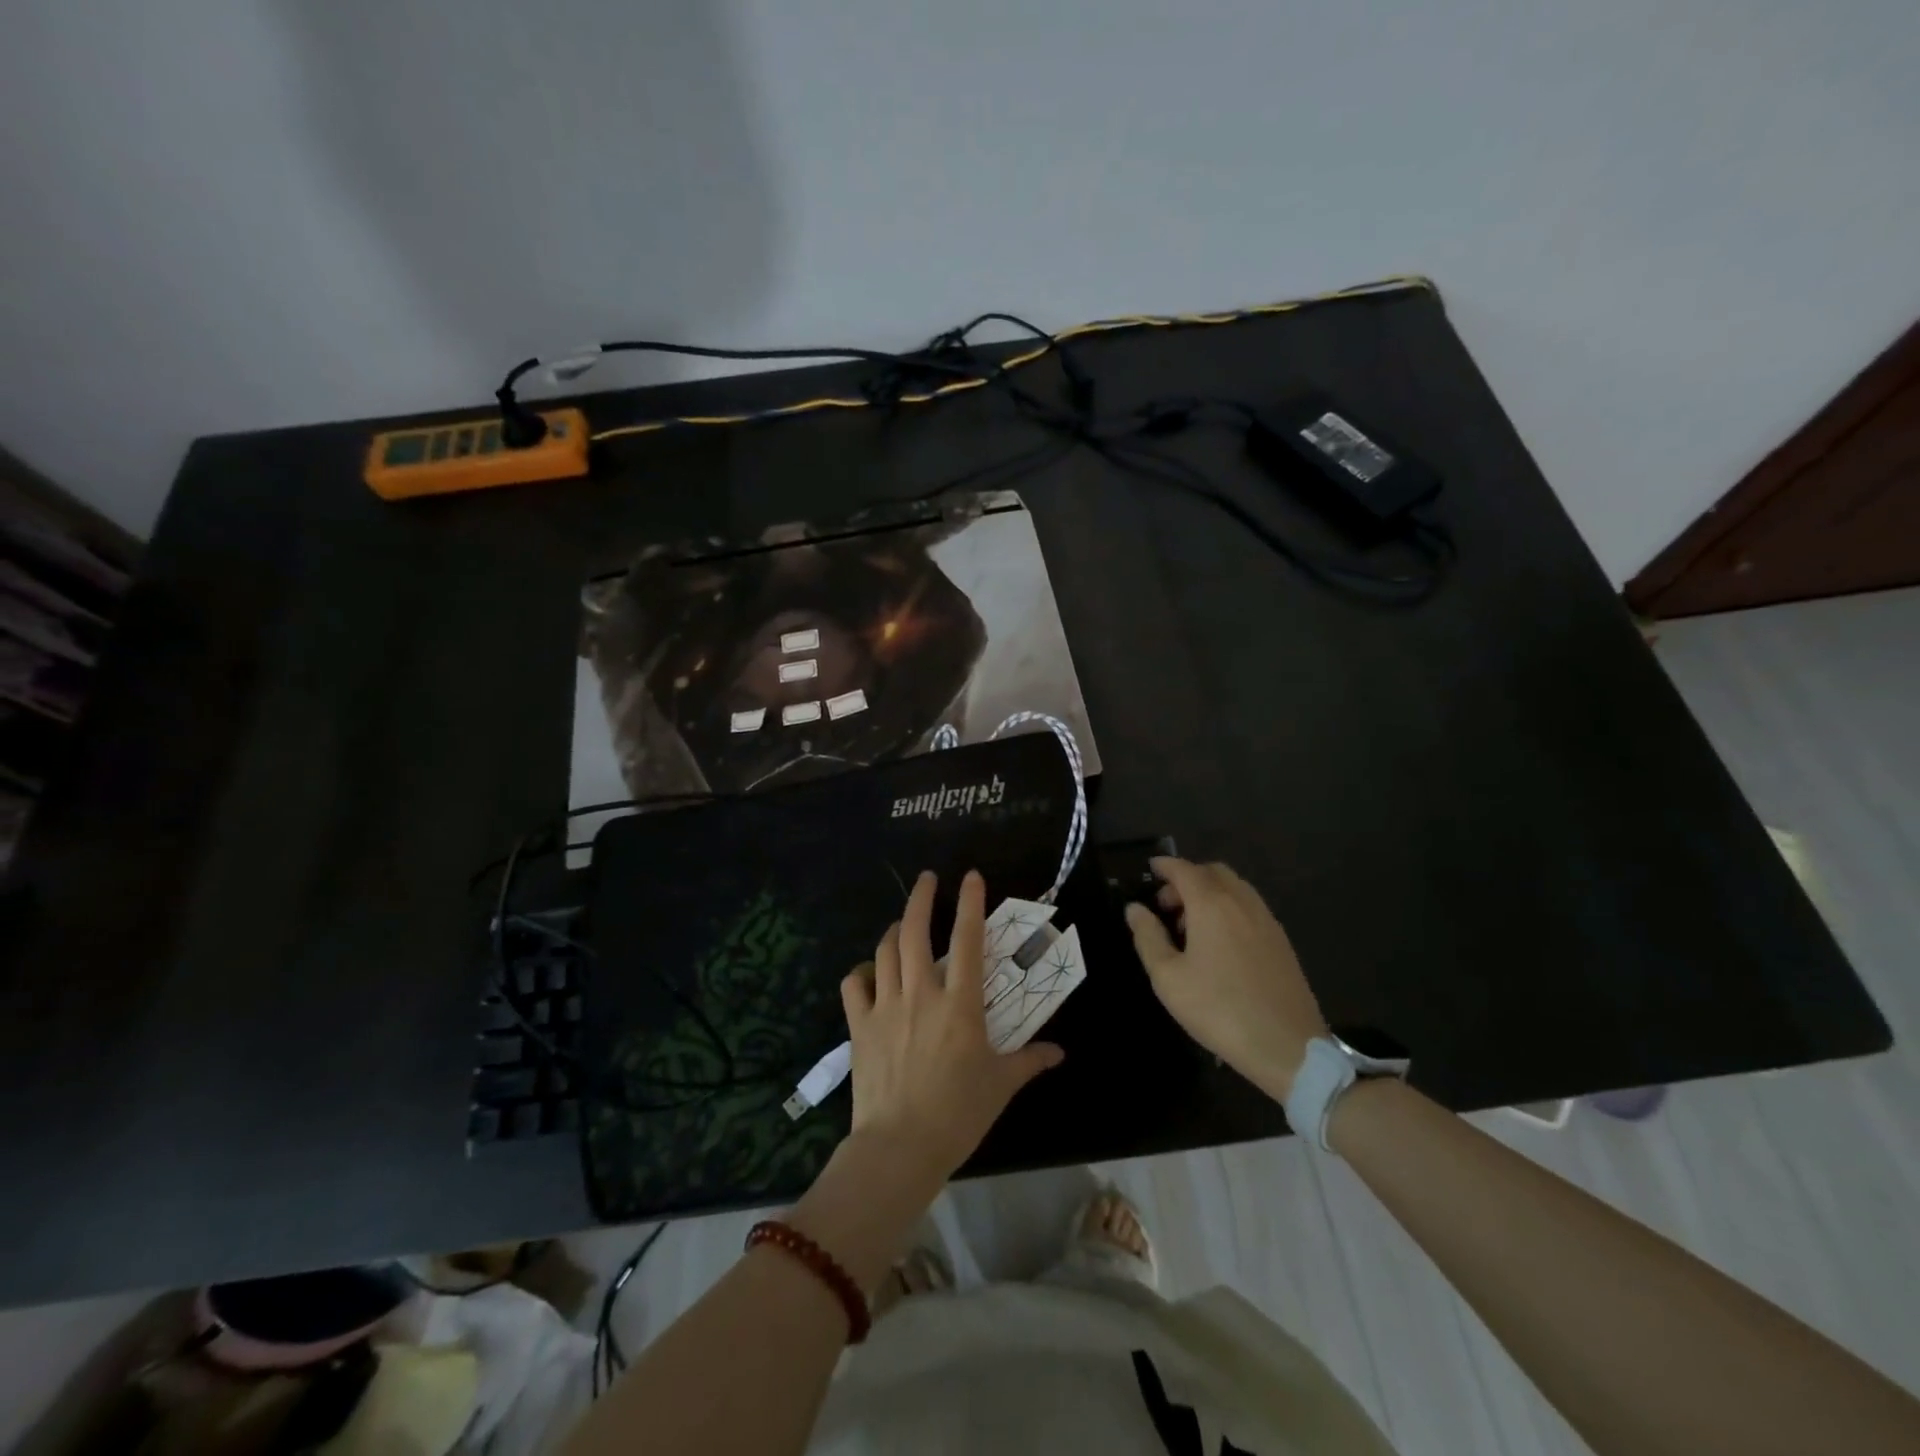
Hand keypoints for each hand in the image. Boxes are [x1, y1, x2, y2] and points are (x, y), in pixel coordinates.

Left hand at [840, 869, 1064, 1185]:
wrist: (900, 1147)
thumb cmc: (958, 1114)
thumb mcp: (1001, 1085)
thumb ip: (1029, 1061)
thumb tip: (1058, 1052)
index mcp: (960, 1004)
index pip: (967, 940)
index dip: (970, 903)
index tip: (971, 876)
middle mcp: (921, 993)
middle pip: (915, 931)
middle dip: (921, 897)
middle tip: (928, 879)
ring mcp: (885, 1006)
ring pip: (884, 951)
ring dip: (895, 930)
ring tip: (903, 923)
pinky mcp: (859, 1025)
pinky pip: (854, 984)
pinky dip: (861, 971)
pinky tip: (870, 972)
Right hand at [1125, 856, 1328, 1101]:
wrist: (1287, 1047)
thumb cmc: (1218, 1009)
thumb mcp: (1168, 978)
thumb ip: (1148, 937)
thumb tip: (1135, 909)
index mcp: (1212, 905)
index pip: (1185, 870)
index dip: (1165, 866)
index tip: (1150, 868)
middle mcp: (1242, 903)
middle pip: (1212, 872)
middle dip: (1187, 879)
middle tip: (1167, 906)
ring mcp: (1266, 920)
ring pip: (1235, 888)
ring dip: (1209, 893)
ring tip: (1191, 928)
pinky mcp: (1281, 941)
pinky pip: (1250, 907)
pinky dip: (1229, 908)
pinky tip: (1220, 943)